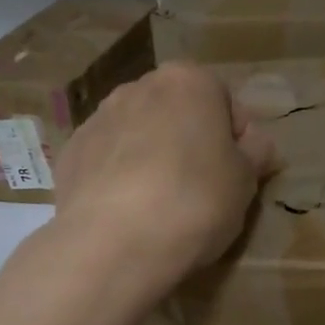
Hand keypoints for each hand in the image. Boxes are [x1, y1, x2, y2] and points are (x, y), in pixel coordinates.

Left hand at [50, 62, 278, 286]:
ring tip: (160, 204)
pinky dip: (118, 178)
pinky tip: (127, 213)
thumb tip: (255, 144)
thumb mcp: (245, 181)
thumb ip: (255, 153)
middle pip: (176, 113)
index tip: (239, 175)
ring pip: (137, 135)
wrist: (113, 243)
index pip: (225, 102)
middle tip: (201, 189)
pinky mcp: (69, 154)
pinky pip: (106, 161)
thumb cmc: (195, 202)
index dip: (237, 140)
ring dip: (151, 158)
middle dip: (189, 143)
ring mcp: (97, 119)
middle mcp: (138, 88)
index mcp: (187, 81)